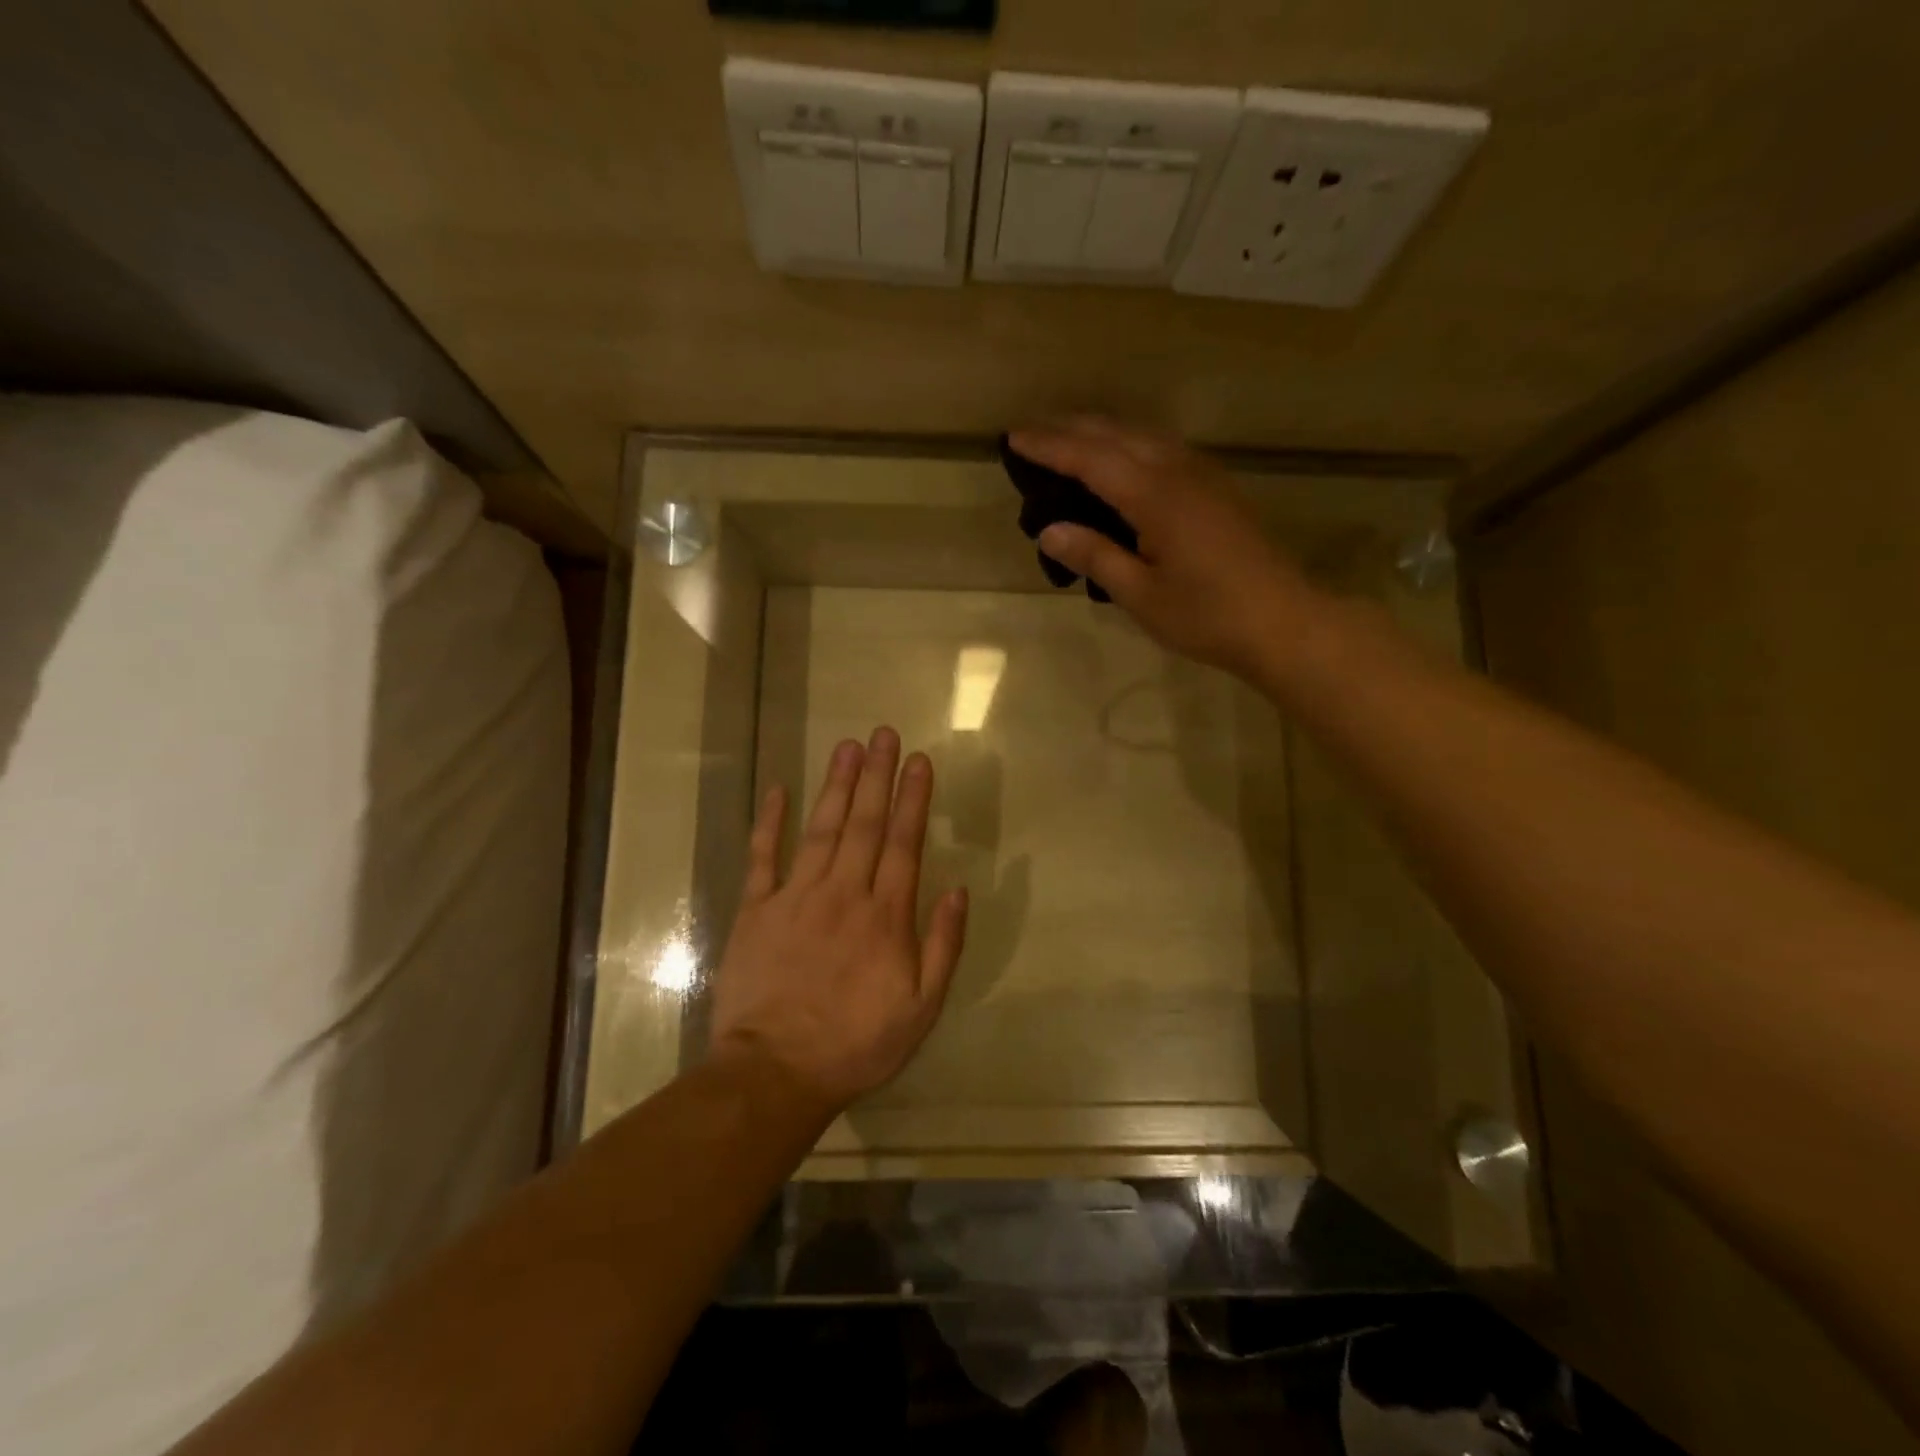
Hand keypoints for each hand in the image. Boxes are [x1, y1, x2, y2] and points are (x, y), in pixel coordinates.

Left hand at [709, 727, 968, 1114]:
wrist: (776, 1073)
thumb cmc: (856, 1044)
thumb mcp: (921, 1008)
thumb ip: (942, 945)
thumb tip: (958, 890)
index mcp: (885, 916)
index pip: (904, 843)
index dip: (913, 799)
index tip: (919, 761)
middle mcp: (844, 893)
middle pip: (865, 824)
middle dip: (878, 775)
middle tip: (884, 734)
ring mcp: (796, 897)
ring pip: (822, 829)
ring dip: (837, 785)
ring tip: (848, 747)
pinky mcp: (756, 910)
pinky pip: (763, 857)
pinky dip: (770, 822)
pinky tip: (778, 789)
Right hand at [1009, 418, 1322, 680]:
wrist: (1283, 622)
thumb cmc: (1207, 616)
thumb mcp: (1141, 595)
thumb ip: (1096, 556)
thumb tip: (1049, 530)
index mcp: (1155, 496)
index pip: (1091, 459)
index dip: (1050, 446)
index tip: (1013, 437)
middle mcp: (1178, 471)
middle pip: (1117, 435)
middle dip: (1070, 428)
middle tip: (1031, 432)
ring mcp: (1203, 475)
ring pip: (1143, 435)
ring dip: (1101, 430)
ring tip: (1067, 437)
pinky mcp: (1216, 487)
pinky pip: (1163, 448)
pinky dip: (1129, 443)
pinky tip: (1122, 458)